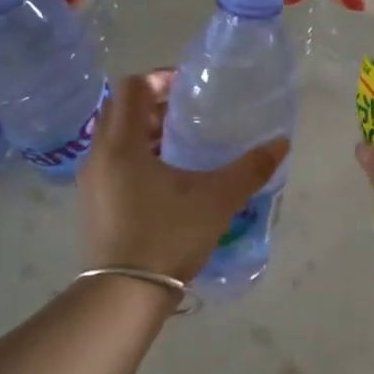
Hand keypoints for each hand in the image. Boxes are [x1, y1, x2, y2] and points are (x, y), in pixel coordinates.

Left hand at [79, 70, 288, 282]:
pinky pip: (113, 164)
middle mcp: (99, 156)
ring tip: (182, 146)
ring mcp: (92, 182)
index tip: (189, 88)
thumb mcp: (216, 199)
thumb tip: (281, 144)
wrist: (125, 294)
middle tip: (189, 115)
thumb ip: (250, 169)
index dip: (159, 79)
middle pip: (120, 111)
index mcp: (121, 144)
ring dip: (145, 134)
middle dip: (154, 106)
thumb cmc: (168, 236)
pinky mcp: (94, 204)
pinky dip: (137, 158)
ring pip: (116, 140)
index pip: (131, 88)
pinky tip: (167, 181)